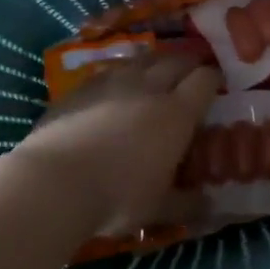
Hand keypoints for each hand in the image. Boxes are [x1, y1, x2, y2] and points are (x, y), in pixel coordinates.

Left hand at [10, 52, 219, 237]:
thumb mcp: (159, 209)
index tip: (216, 84)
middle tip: (191, 72)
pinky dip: (120, 74)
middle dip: (188, 63)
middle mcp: (148, 88)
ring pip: (141, 59)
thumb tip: (210, 206)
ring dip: (154, 62)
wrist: (53, 183)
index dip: (213, 79)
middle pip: (175, 61)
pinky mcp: (80, 87)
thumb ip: (187, 203)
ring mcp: (111, 82)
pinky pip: (109, 71)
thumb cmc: (117, 197)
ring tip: (155, 72)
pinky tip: (115, 88)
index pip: (205, 81)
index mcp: (176, 114)